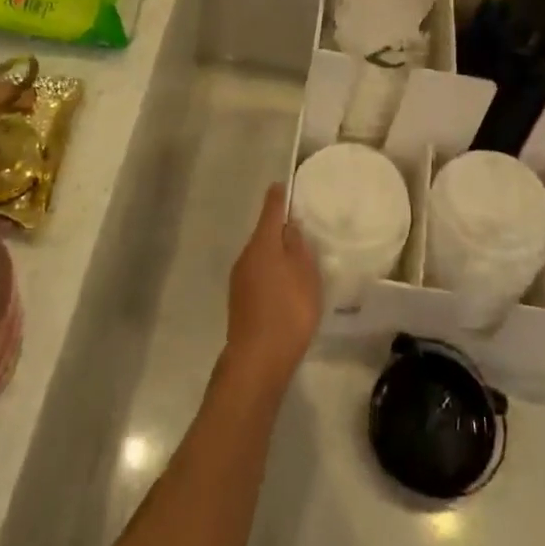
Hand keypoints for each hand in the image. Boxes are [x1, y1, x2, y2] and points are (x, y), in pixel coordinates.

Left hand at [225, 184, 320, 384]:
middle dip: (280, 229)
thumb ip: (298, 246)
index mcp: (262, 243)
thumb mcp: (305, 275)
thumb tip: (289, 226)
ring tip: (297, 261)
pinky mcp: (239, 300)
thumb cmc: (288, 311)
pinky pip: (258, 276)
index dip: (279, 196)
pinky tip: (285, 288)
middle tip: (301, 228)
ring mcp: (239, 279)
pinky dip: (270, 274)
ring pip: (260, 256)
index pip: (270, 209)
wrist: (257, 359)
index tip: (285, 185)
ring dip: (275, 254)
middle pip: (264, 234)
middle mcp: (246, 255)